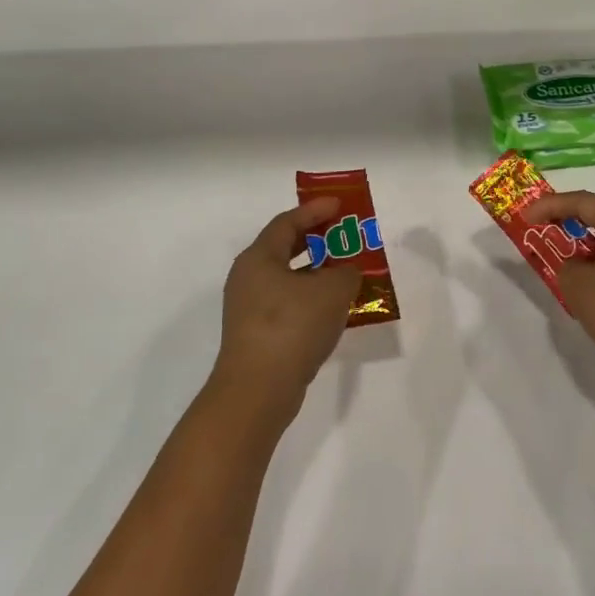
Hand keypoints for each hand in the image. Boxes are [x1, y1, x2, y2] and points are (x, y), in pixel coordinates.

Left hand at [211, 198, 362, 419]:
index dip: (315, 210)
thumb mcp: (332, 290)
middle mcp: (248, 278)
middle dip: (315, 239)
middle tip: (342, 234)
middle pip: (283, 248)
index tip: (340, 205)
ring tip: (344, 271)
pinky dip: (310, 297)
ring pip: (286, 278)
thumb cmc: (293, 326)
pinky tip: (332, 308)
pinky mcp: (256, 334)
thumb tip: (345, 272)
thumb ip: (346, 272)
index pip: (287, 222)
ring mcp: (249, 308)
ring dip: (315, 272)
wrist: (258, 390)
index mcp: (259, 258)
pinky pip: (287, 303)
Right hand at [521, 191, 594, 378]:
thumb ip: (567, 265)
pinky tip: (588, 274)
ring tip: (561, 253)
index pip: (583, 202)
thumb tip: (578, 265)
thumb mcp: (578, 286)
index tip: (525, 216)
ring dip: (586, 240)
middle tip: (541, 227)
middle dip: (569, 219)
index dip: (550, 206)